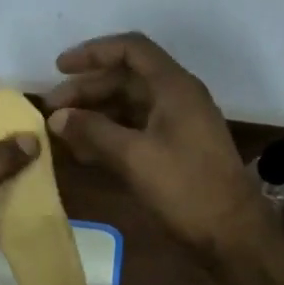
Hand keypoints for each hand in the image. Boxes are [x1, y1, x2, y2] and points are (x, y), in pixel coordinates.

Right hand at [46, 32, 271, 261]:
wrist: (231, 233)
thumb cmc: (186, 187)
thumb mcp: (134, 157)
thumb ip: (93, 131)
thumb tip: (57, 117)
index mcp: (174, 87)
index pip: (131, 50)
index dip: (93, 52)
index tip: (59, 68)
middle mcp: (176, 98)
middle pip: (126, 78)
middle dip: (87, 89)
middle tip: (52, 109)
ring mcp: (176, 125)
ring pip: (128, 106)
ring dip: (94, 114)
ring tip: (61, 130)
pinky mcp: (174, 150)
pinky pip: (135, 130)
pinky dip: (108, 135)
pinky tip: (82, 151)